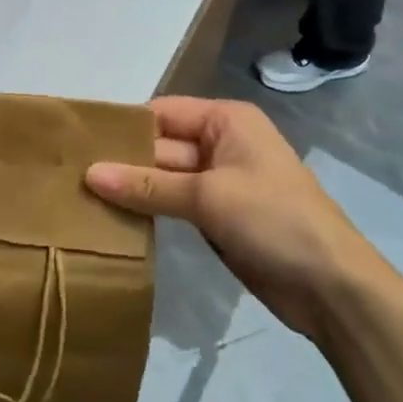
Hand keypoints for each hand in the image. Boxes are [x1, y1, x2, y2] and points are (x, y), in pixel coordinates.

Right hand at [84, 96, 379, 344]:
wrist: (332, 288)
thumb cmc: (274, 220)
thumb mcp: (207, 197)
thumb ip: (147, 186)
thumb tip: (89, 174)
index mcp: (225, 120)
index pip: (162, 113)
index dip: (123, 127)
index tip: (78, 143)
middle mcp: (221, 143)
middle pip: (161, 146)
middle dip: (123, 161)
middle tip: (69, 176)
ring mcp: (220, 183)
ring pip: (164, 178)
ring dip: (133, 189)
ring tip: (81, 197)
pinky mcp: (218, 217)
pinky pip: (175, 205)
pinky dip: (150, 211)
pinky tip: (113, 219)